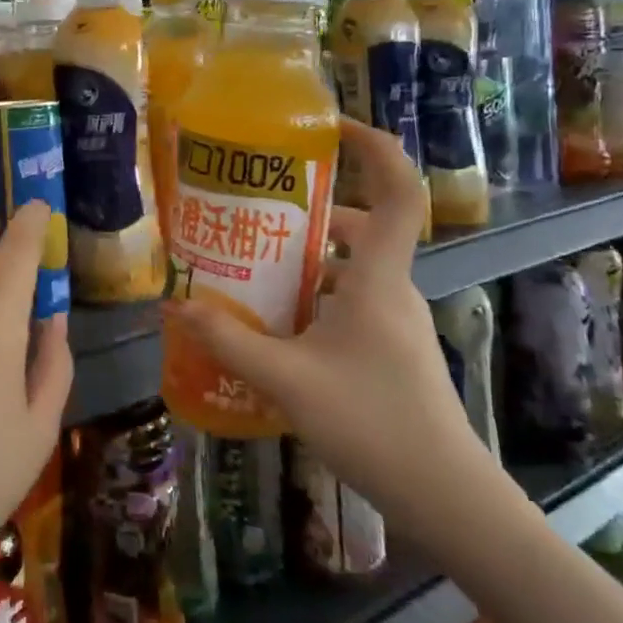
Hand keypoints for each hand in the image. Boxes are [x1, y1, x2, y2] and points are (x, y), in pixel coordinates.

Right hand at [167, 120, 488, 546]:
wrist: (446, 497)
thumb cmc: (373, 423)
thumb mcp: (287, 379)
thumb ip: (228, 340)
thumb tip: (176, 306)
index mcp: (378, 280)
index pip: (398, 192)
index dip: (377, 148)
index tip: (335, 125)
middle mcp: (391, 289)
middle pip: (362, 227)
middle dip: (312, 210)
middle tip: (257, 208)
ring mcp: (394, 321)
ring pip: (352, 267)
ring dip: (308, 258)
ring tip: (252, 261)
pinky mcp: (389, 349)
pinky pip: (349, 301)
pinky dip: (314, 295)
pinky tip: (274, 321)